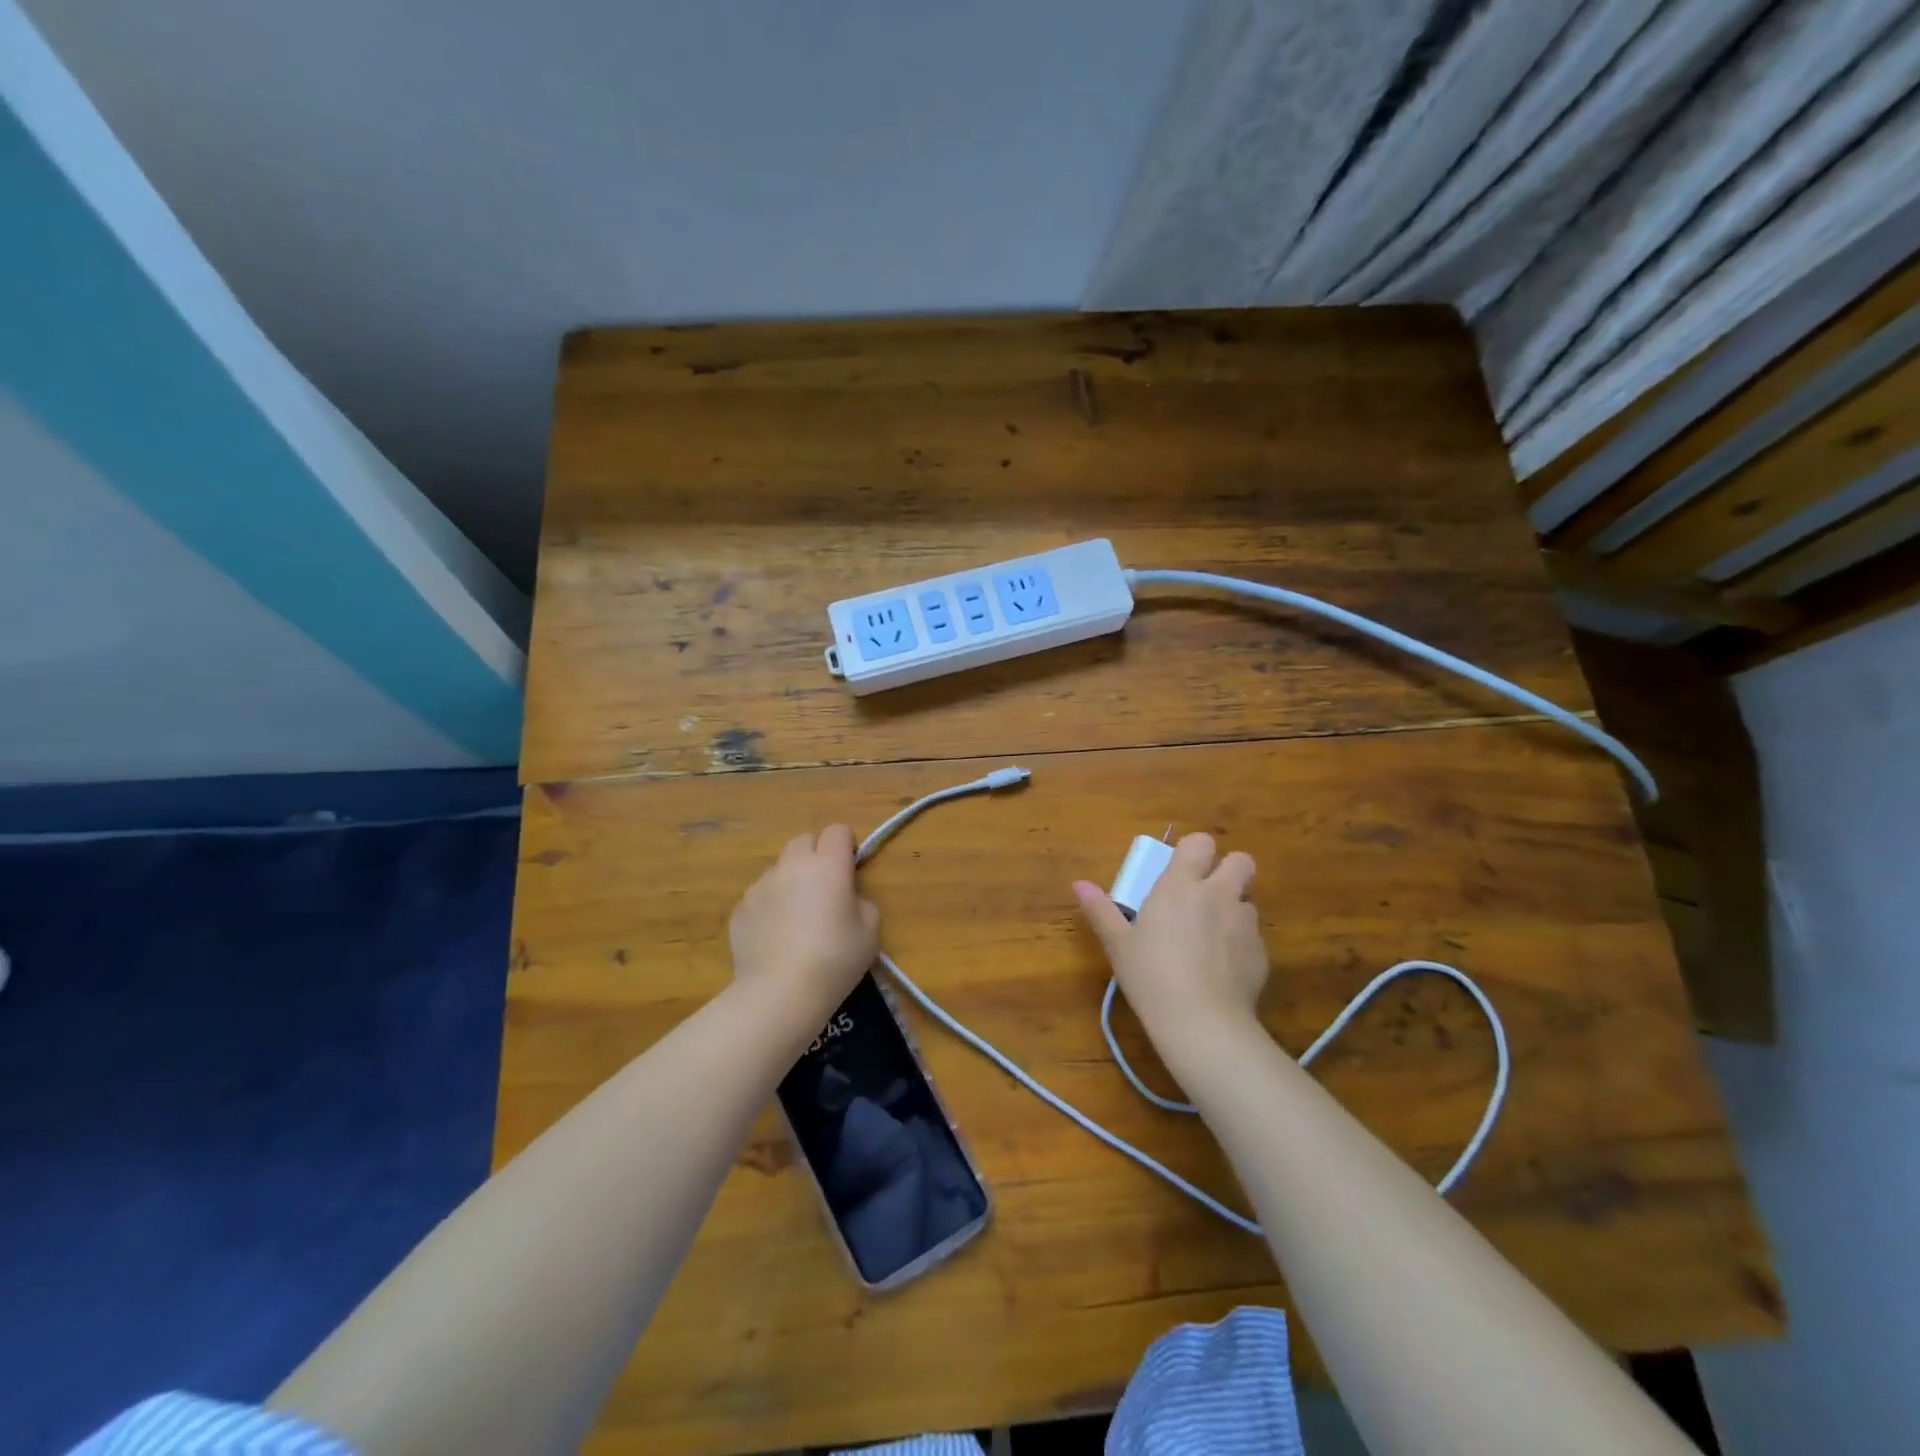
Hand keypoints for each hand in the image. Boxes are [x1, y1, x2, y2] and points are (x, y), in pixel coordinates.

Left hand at [729, 825, 879, 1029]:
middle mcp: (792, 866)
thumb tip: (848, 899)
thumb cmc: (835, 959)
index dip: (846, 846)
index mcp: (828, 865)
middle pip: (803, 841)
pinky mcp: (740, 909)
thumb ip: (862, 903)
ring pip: (779, 870)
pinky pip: (760, 898)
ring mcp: (761, 886)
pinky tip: (776, 939)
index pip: (837, 831)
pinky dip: (769, 908)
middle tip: (824, 889)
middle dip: (815, 856)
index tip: (850, 869)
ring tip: (797, 920)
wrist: (779, 992)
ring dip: (790, 882)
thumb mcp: (870, 932)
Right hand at [1073, 833, 1268, 1062]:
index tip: (1181, 871)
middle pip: (1241, 861)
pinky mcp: (1262, 954)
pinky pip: (1254, 937)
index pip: (1201, 842)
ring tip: (1211, 937)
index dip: (1194, 852)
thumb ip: (1101, 910)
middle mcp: (1218, 895)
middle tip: (1205, 895)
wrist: (1202, 1023)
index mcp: (1181, 885)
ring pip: (1248, 900)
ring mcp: (1245, 924)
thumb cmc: (1151, 976)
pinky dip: (1240, 945)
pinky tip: (1222, 970)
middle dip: (1228, 871)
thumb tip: (1080, 884)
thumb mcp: (1118, 945)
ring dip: (1233, 909)